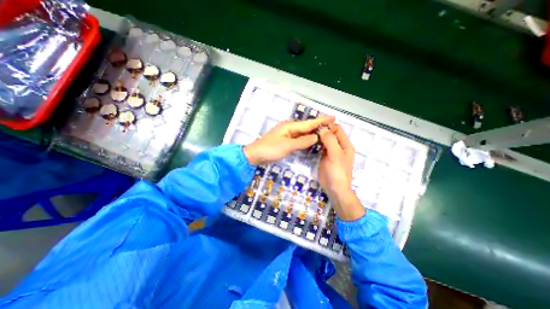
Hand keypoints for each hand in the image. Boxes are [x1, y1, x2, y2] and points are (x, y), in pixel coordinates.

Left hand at [243, 116, 335, 165]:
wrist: (255, 154)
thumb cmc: (270, 149)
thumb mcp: (287, 146)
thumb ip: (302, 141)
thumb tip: (316, 137)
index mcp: (290, 126)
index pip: (309, 123)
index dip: (321, 120)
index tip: (333, 117)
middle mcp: (289, 128)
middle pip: (307, 126)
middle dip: (319, 126)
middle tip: (332, 126)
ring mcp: (287, 134)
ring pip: (303, 132)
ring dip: (313, 132)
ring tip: (325, 132)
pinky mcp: (285, 140)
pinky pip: (299, 138)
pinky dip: (306, 139)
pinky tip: (311, 140)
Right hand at [318, 125, 364, 220]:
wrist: (334, 188)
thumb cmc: (337, 172)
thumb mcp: (335, 155)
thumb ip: (330, 140)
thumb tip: (322, 128)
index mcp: (345, 144)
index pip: (337, 129)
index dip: (328, 126)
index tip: (316, 125)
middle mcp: (339, 146)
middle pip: (331, 134)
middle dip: (322, 130)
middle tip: (309, 130)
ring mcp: (331, 152)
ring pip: (325, 140)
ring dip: (318, 137)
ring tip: (308, 134)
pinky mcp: (324, 157)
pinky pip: (321, 147)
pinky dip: (316, 143)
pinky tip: (309, 142)